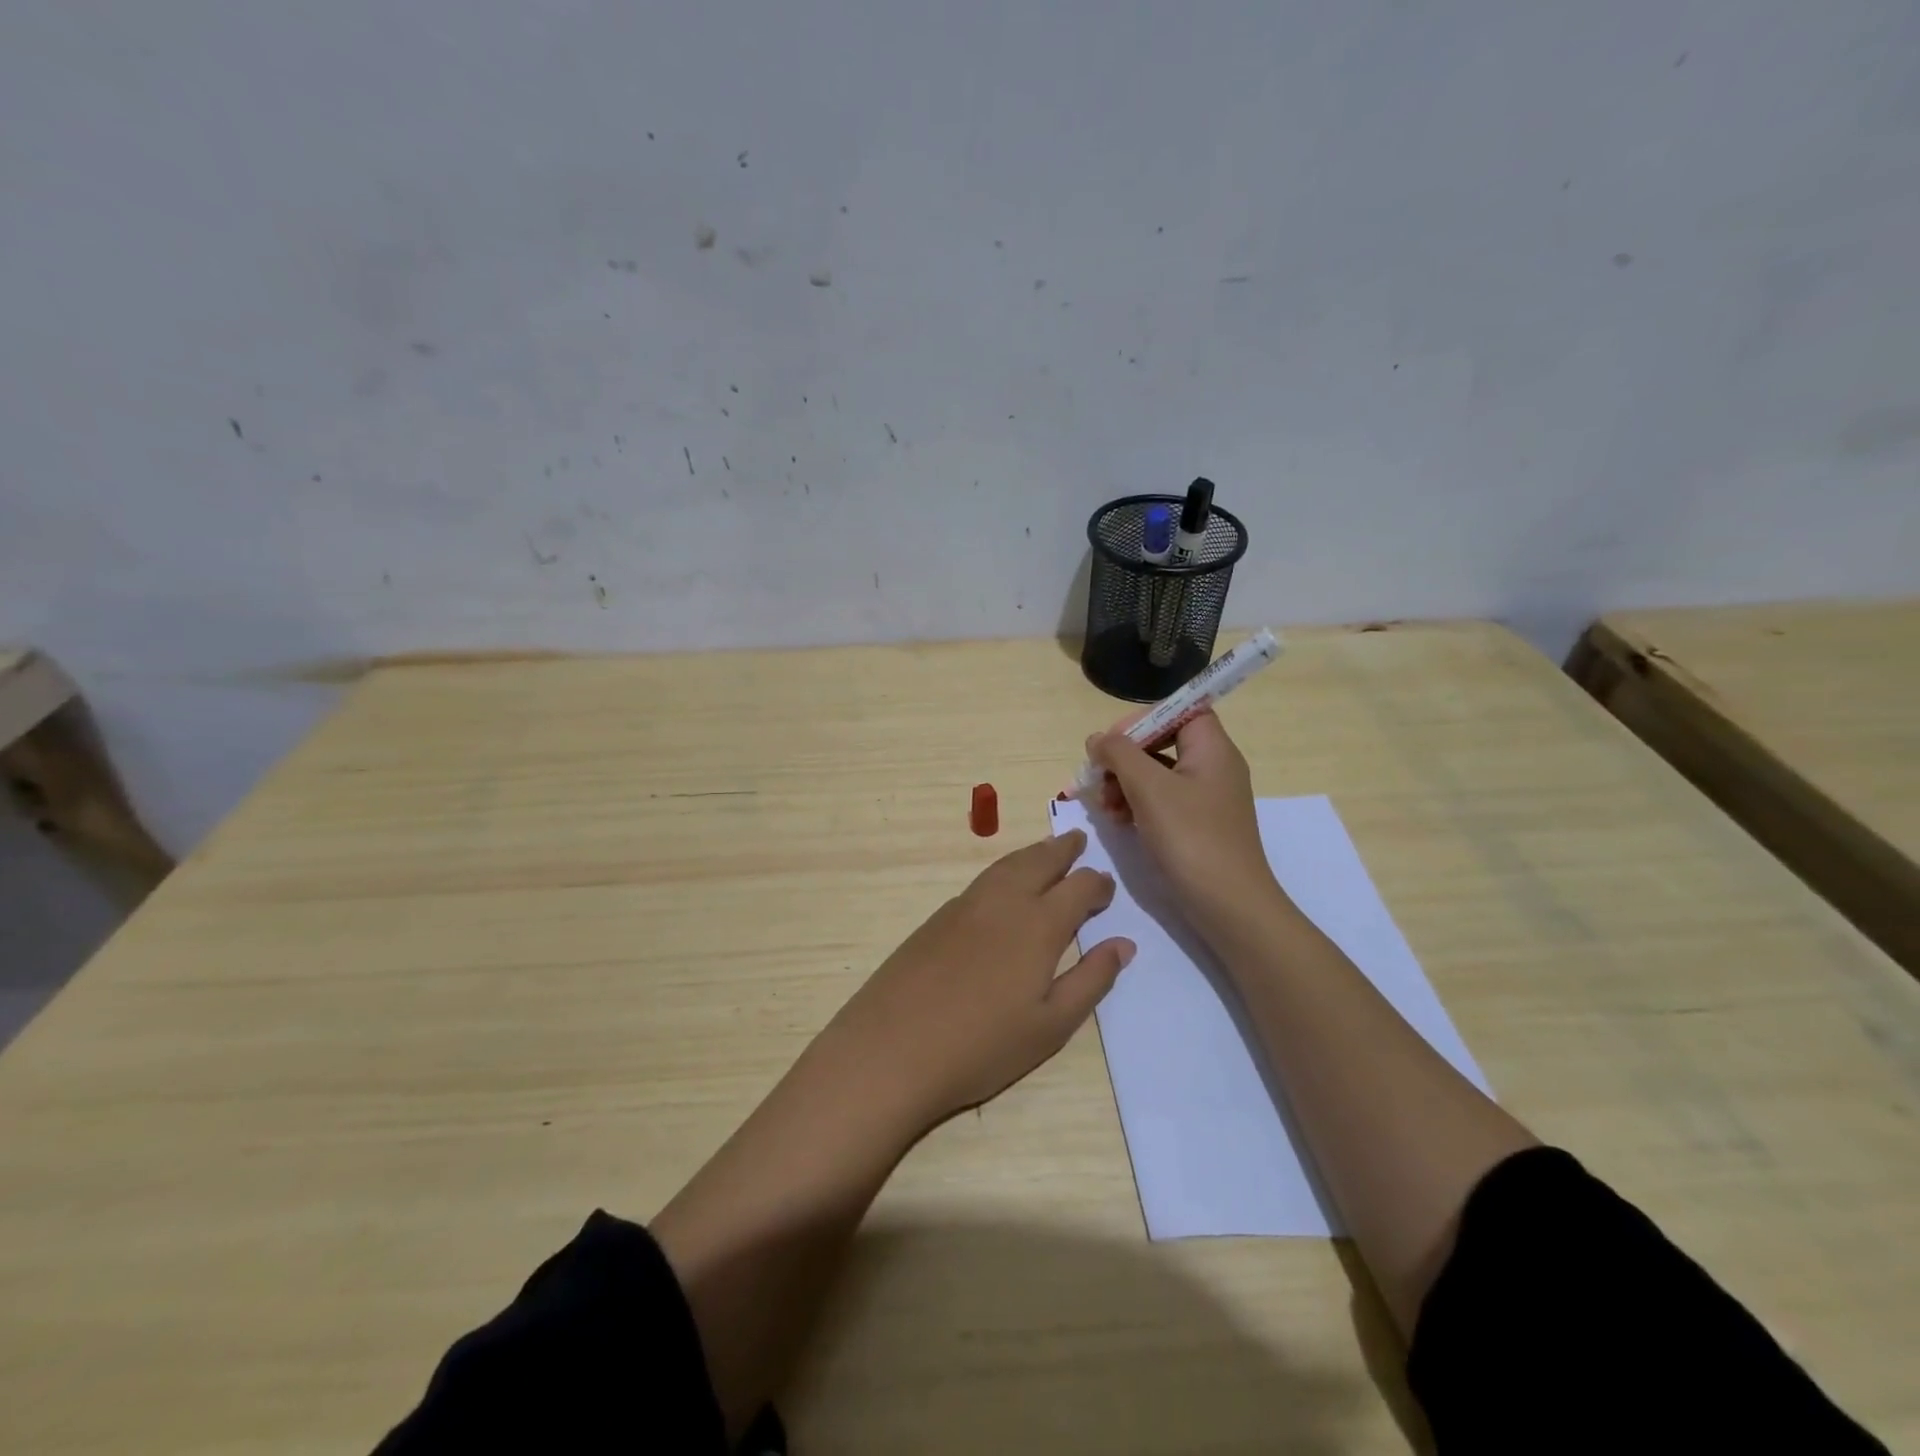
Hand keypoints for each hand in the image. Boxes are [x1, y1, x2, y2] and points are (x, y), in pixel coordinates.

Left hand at [818, 831, 1133, 1129]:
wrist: (893, 1048)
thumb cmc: (982, 1046)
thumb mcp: (1051, 1026)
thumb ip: (1091, 980)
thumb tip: (1123, 944)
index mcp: (1038, 925)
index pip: (1078, 887)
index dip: (1097, 884)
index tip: (1107, 887)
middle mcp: (1004, 902)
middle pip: (1039, 861)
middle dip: (1063, 850)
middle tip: (1078, 840)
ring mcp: (966, 906)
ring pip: (1007, 865)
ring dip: (1032, 853)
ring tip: (1046, 850)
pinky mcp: (938, 917)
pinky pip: (983, 879)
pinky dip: (1004, 869)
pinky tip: (1004, 883)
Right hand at [1086, 711, 1283, 935]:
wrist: (1229, 906)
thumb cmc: (1191, 838)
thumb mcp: (1149, 788)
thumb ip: (1119, 754)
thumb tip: (1098, 739)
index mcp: (1212, 749)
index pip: (1179, 710)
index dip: (1144, 719)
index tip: (1113, 742)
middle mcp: (1213, 767)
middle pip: (1162, 742)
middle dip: (1125, 757)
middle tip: (1099, 777)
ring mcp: (1206, 799)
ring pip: (1157, 774)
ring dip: (1125, 783)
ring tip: (1104, 806)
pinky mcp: (1197, 826)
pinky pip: (1162, 801)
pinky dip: (1137, 805)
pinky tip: (1118, 821)